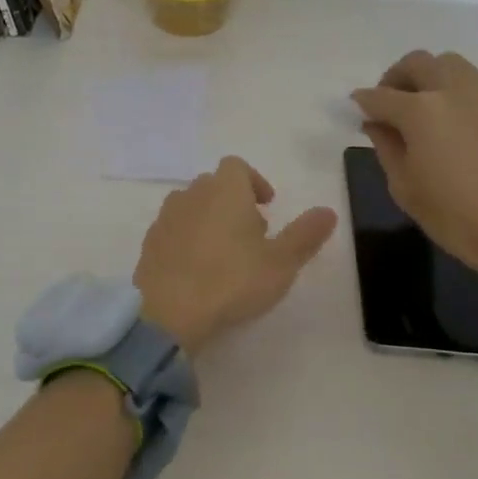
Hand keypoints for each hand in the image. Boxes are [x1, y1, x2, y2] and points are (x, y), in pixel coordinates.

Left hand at [133, 156, 337, 357]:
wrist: (168, 311)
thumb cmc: (232, 280)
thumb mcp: (281, 262)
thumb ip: (305, 234)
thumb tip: (328, 211)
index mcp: (225, 189)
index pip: (237, 166)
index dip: (254, 181)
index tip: (267, 206)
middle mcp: (192, 194)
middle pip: (214, 185)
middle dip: (234, 201)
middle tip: (252, 234)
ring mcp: (166, 218)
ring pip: (192, 206)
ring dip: (209, 219)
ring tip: (225, 253)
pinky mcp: (149, 243)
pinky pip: (173, 230)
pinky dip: (187, 239)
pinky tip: (198, 269)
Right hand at [352, 50, 477, 298]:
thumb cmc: (457, 217)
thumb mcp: (404, 187)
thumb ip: (386, 146)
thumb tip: (376, 123)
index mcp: (421, 111)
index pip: (380, 96)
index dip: (362, 102)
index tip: (356, 110)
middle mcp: (453, 90)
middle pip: (417, 63)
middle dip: (396, 78)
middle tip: (391, 105)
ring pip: (450, 64)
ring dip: (430, 78)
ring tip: (427, 108)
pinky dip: (458, 91)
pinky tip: (459, 122)